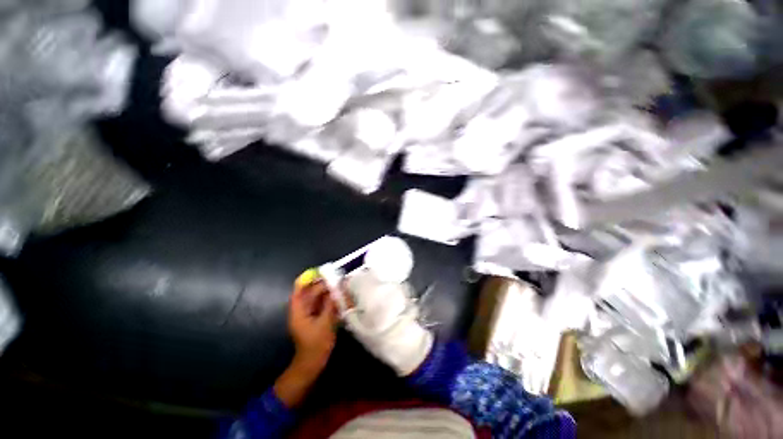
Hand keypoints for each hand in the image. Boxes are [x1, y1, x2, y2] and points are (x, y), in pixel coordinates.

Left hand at [274, 280, 337, 407]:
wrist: (312, 364)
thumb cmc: (316, 345)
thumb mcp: (325, 323)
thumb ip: (331, 304)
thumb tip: (338, 288)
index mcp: (299, 310)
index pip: (300, 289)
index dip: (309, 279)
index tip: (323, 272)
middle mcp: (302, 310)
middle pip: (311, 292)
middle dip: (324, 285)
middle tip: (339, 279)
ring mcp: (309, 314)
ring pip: (318, 298)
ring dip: (329, 292)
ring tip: (342, 286)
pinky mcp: (316, 318)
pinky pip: (323, 305)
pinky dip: (331, 301)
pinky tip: (341, 298)